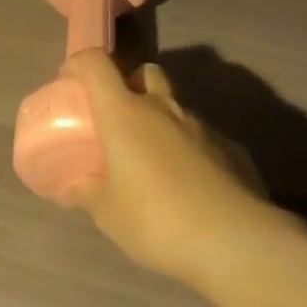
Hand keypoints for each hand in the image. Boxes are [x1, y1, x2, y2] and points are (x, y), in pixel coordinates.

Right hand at [58, 50, 279, 286]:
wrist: (236, 241)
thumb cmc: (156, 220)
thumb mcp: (108, 214)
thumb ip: (86, 193)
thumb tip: (70, 189)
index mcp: (125, 114)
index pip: (97, 64)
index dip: (80, 64)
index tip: (71, 82)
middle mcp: (163, 108)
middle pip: (145, 72)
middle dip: (130, 84)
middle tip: (118, 118)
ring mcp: (202, 126)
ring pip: (176, 106)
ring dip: (161, 121)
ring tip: (153, 162)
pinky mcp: (232, 148)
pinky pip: (202, 137)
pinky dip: (189, 149)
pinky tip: (189, 185)